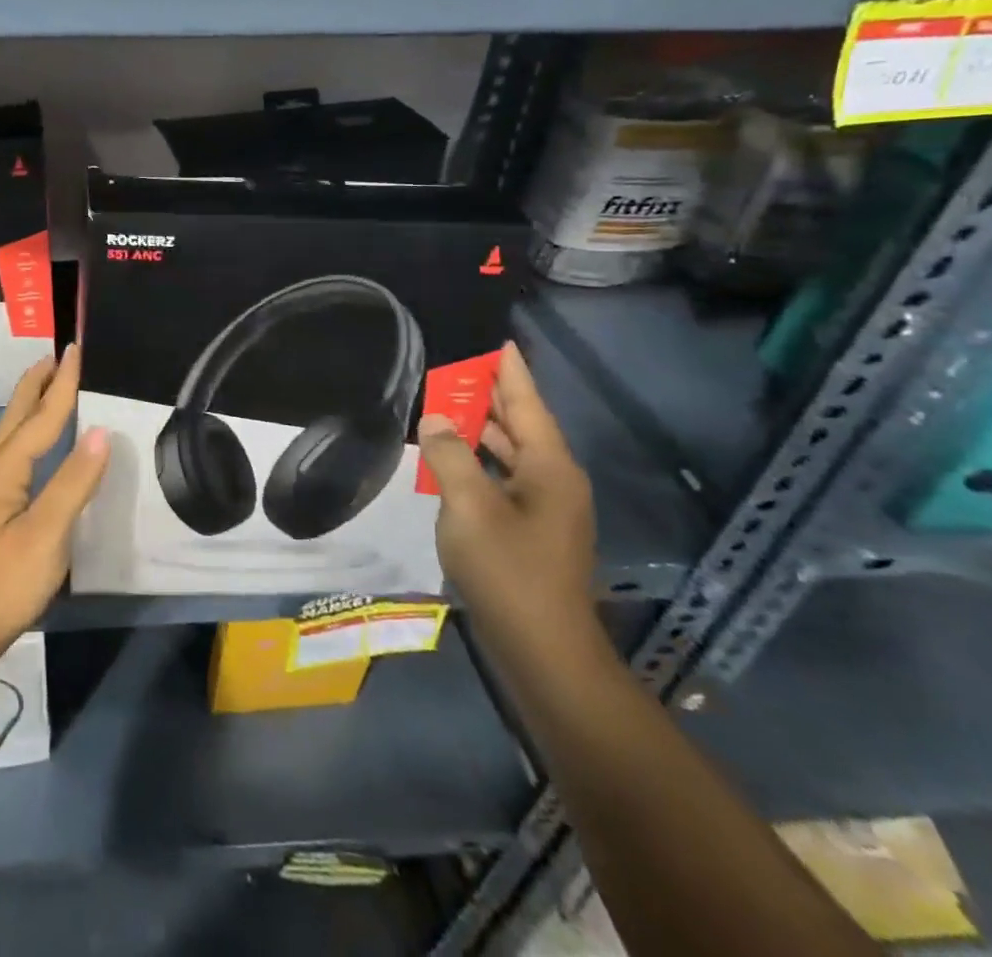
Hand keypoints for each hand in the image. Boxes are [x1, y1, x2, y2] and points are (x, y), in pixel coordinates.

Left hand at [0, 345, 108, 673]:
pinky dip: (31, 434)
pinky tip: (40, 446)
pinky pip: (17, 455)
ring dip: (31, 406)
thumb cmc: (3, 581)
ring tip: (48, 387)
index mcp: (5, 470)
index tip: (75, 350)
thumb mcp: (46, 533)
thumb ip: (73, 482)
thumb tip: (100, 432)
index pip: (41, 417)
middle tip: (55, 356)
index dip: (62, 385)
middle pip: (17, 417)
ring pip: (13, 435)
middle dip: (36, 384)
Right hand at [421, 341, 598, 656]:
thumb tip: (436, 419)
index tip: (500, 340)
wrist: (544, 652)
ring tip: (449, 402)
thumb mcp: (469, 507)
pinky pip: (504, 478)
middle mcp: (554, 482)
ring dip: (482, 428)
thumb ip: (450, 455)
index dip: (511, 372)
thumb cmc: (509, 572)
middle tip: (459, 366)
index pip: (528, 405)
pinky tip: (453, 457)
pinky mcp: (531, 531)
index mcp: (550, 468)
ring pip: (512, 453)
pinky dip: (480, 459)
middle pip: (522, 425)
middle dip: (492, 395)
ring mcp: (545, 509)